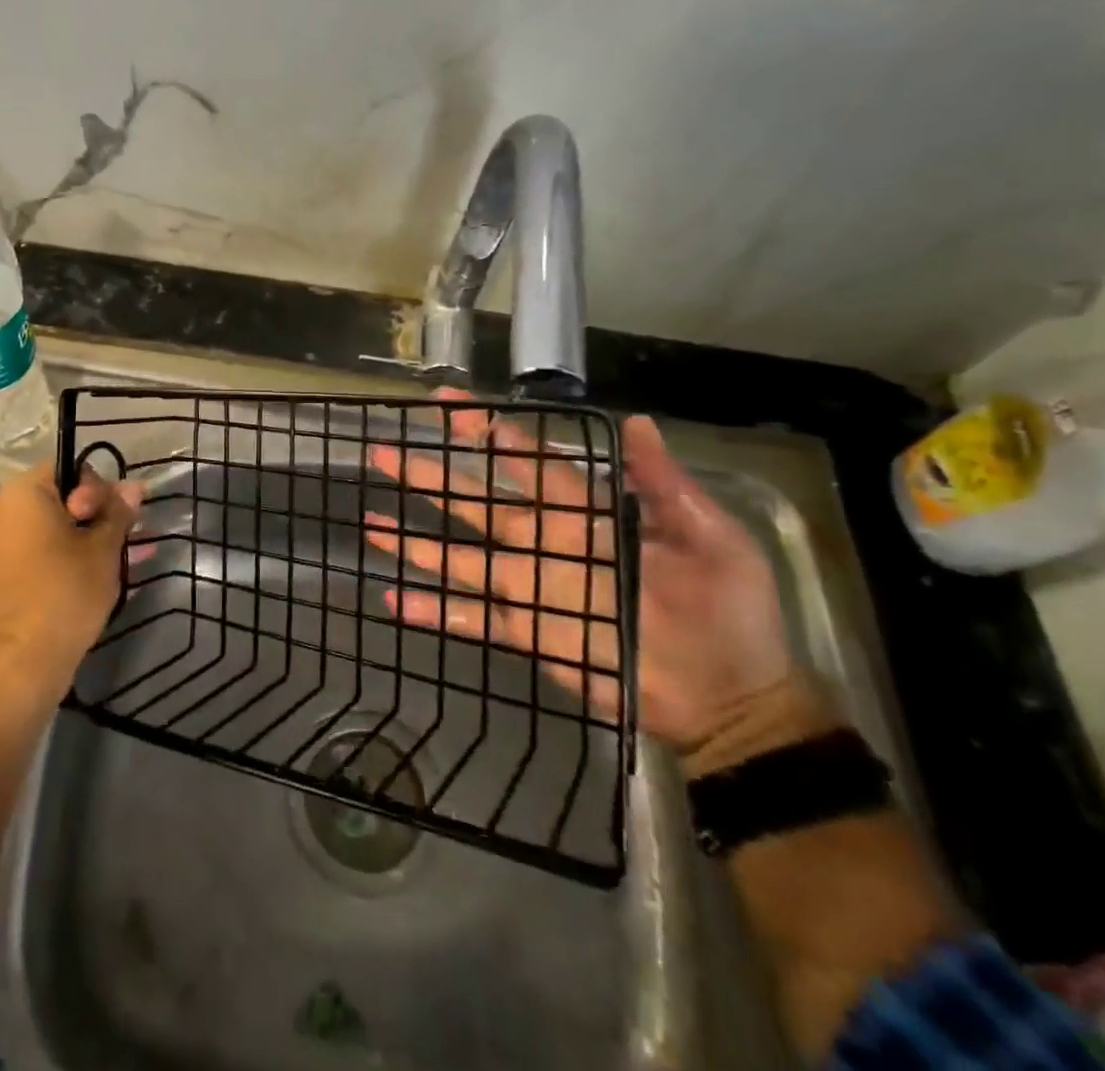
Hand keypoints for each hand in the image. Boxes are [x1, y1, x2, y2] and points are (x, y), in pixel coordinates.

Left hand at [0, 463, 143, 703]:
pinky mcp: (3, 582)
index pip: (69, 468)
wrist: (16, 667)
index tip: (119, 516)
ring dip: (90, 540)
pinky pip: (43, 557)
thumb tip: (133, 486)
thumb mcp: (102, 549)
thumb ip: (118, 513)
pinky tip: (103, 578)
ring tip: (127, 559)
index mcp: (23, 494)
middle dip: (99, 516)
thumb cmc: (63, 593)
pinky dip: (71, 561)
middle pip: (61, 500)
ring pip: (55, 532)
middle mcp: (3, 514)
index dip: (101, 487)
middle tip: (128, 539)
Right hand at [364, 390, 791, 751]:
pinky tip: (395, 598)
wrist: (733, 701)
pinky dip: (434, 609)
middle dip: (430, 475)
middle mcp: (546, 543)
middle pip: (476, 501)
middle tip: (384, 451)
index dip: (486, 431)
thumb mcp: (711, 537)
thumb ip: (664, 484)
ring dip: (416, 540)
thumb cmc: (729, 612)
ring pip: (460, 555)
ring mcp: (530, 588)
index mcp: (587, 513)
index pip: (526, 460)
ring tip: (371, 520)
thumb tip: (636, 421)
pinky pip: (471, 617)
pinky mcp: (526, 631)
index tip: (446, 404)